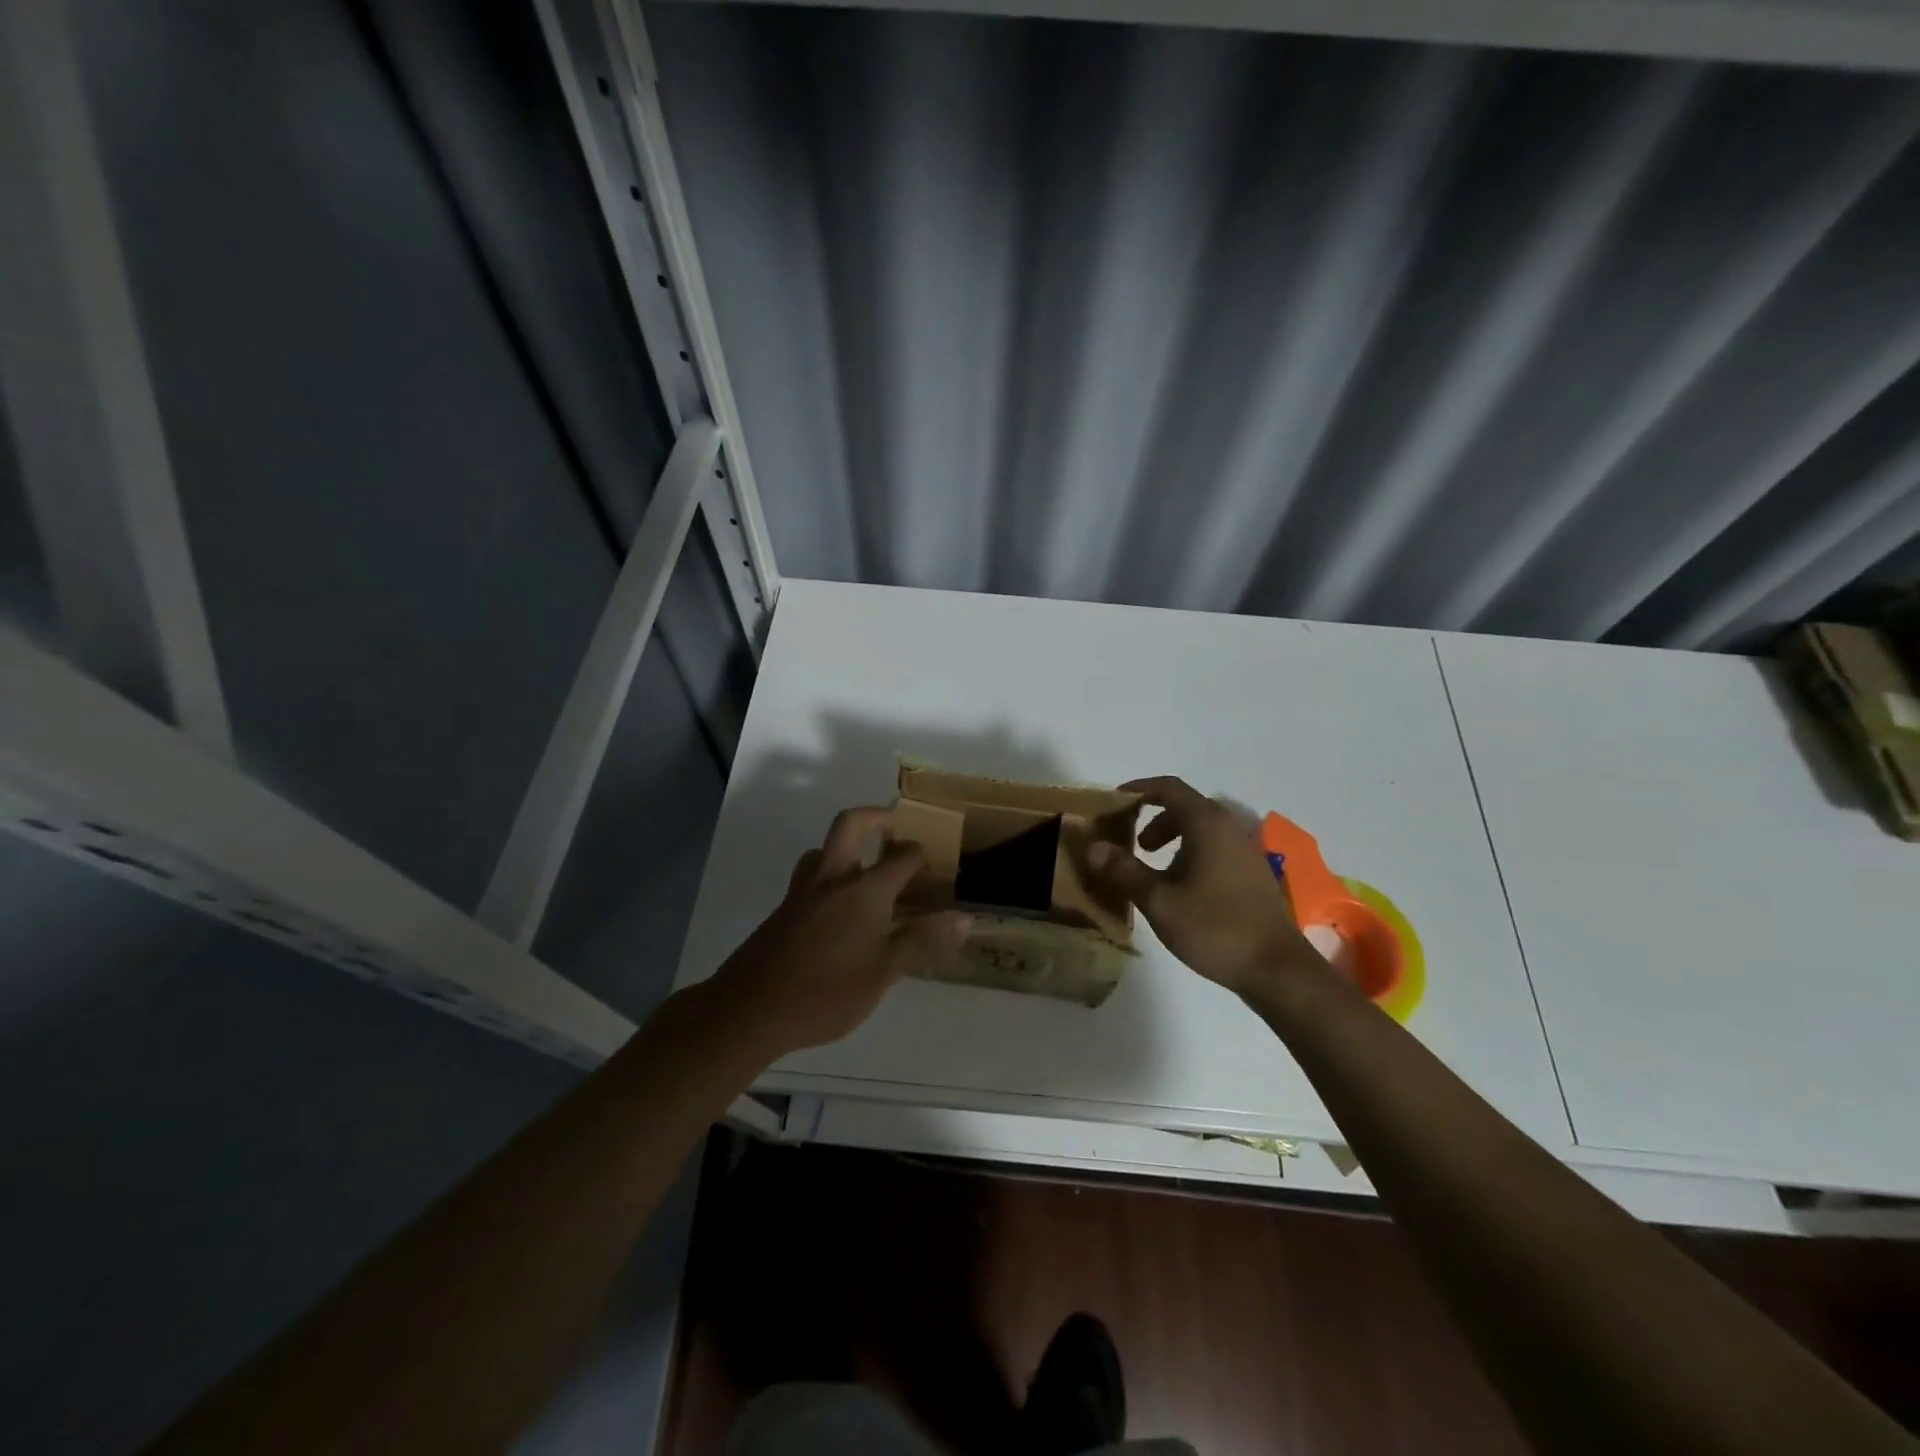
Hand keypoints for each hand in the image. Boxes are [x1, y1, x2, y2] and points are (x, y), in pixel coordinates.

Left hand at [710, 806, 971, 1057]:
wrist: (749, 1010)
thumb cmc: (825, 992)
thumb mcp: (883, 972)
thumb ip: (921, 941)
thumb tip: (964, 918)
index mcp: (864, 890)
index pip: (902, 857)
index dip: (922, 855)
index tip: (936, 862)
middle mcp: (832, 879)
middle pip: (850, 824)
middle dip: (876, 816)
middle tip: (895, 825)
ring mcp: (802, 893)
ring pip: (823, 850)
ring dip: (845, 847)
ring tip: (865, 868)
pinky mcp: (783, 911)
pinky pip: (810, 878)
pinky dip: (829, 876)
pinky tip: (836, 912)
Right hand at [1087, 777, 1325, 1000]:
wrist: (1276, 969)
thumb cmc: (1214, 928)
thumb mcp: (1159, 901)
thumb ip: (1124, 871)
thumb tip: (1094, 847)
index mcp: (1206, 825)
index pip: (1169, 787)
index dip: (1139, 789)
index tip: (1114, 802)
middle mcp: (1228, 828)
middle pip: (1185, 807)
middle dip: (1152, 818)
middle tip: (1131, 844)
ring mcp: (1244, 851)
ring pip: (1201, 829)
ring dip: (1171, 837)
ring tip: (1151, 868)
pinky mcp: (1252, 873)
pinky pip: (1214, 847)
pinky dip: (1190, 853)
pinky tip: (1181, 888)